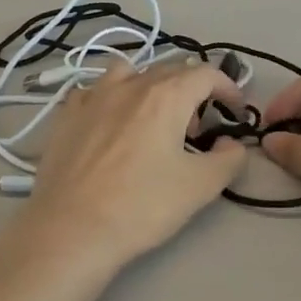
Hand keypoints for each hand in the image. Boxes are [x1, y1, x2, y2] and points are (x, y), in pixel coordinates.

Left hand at [24, 61, 246, 266]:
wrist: (71, 229)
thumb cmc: (141, 206)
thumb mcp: (201, 186)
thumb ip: (228, 158)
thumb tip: (230, 143)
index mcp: (165, 96)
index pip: (206, 74)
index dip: (227, 88)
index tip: (235, 110)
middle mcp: (129, 85)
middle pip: (169, 70)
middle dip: (192, 92)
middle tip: (197, 129)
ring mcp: (92, 96)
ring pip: (129, 72)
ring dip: (149, 86)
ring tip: (152, 119)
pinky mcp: (66, 115)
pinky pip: (94, 91)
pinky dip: (111, 98)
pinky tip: (110, 124)